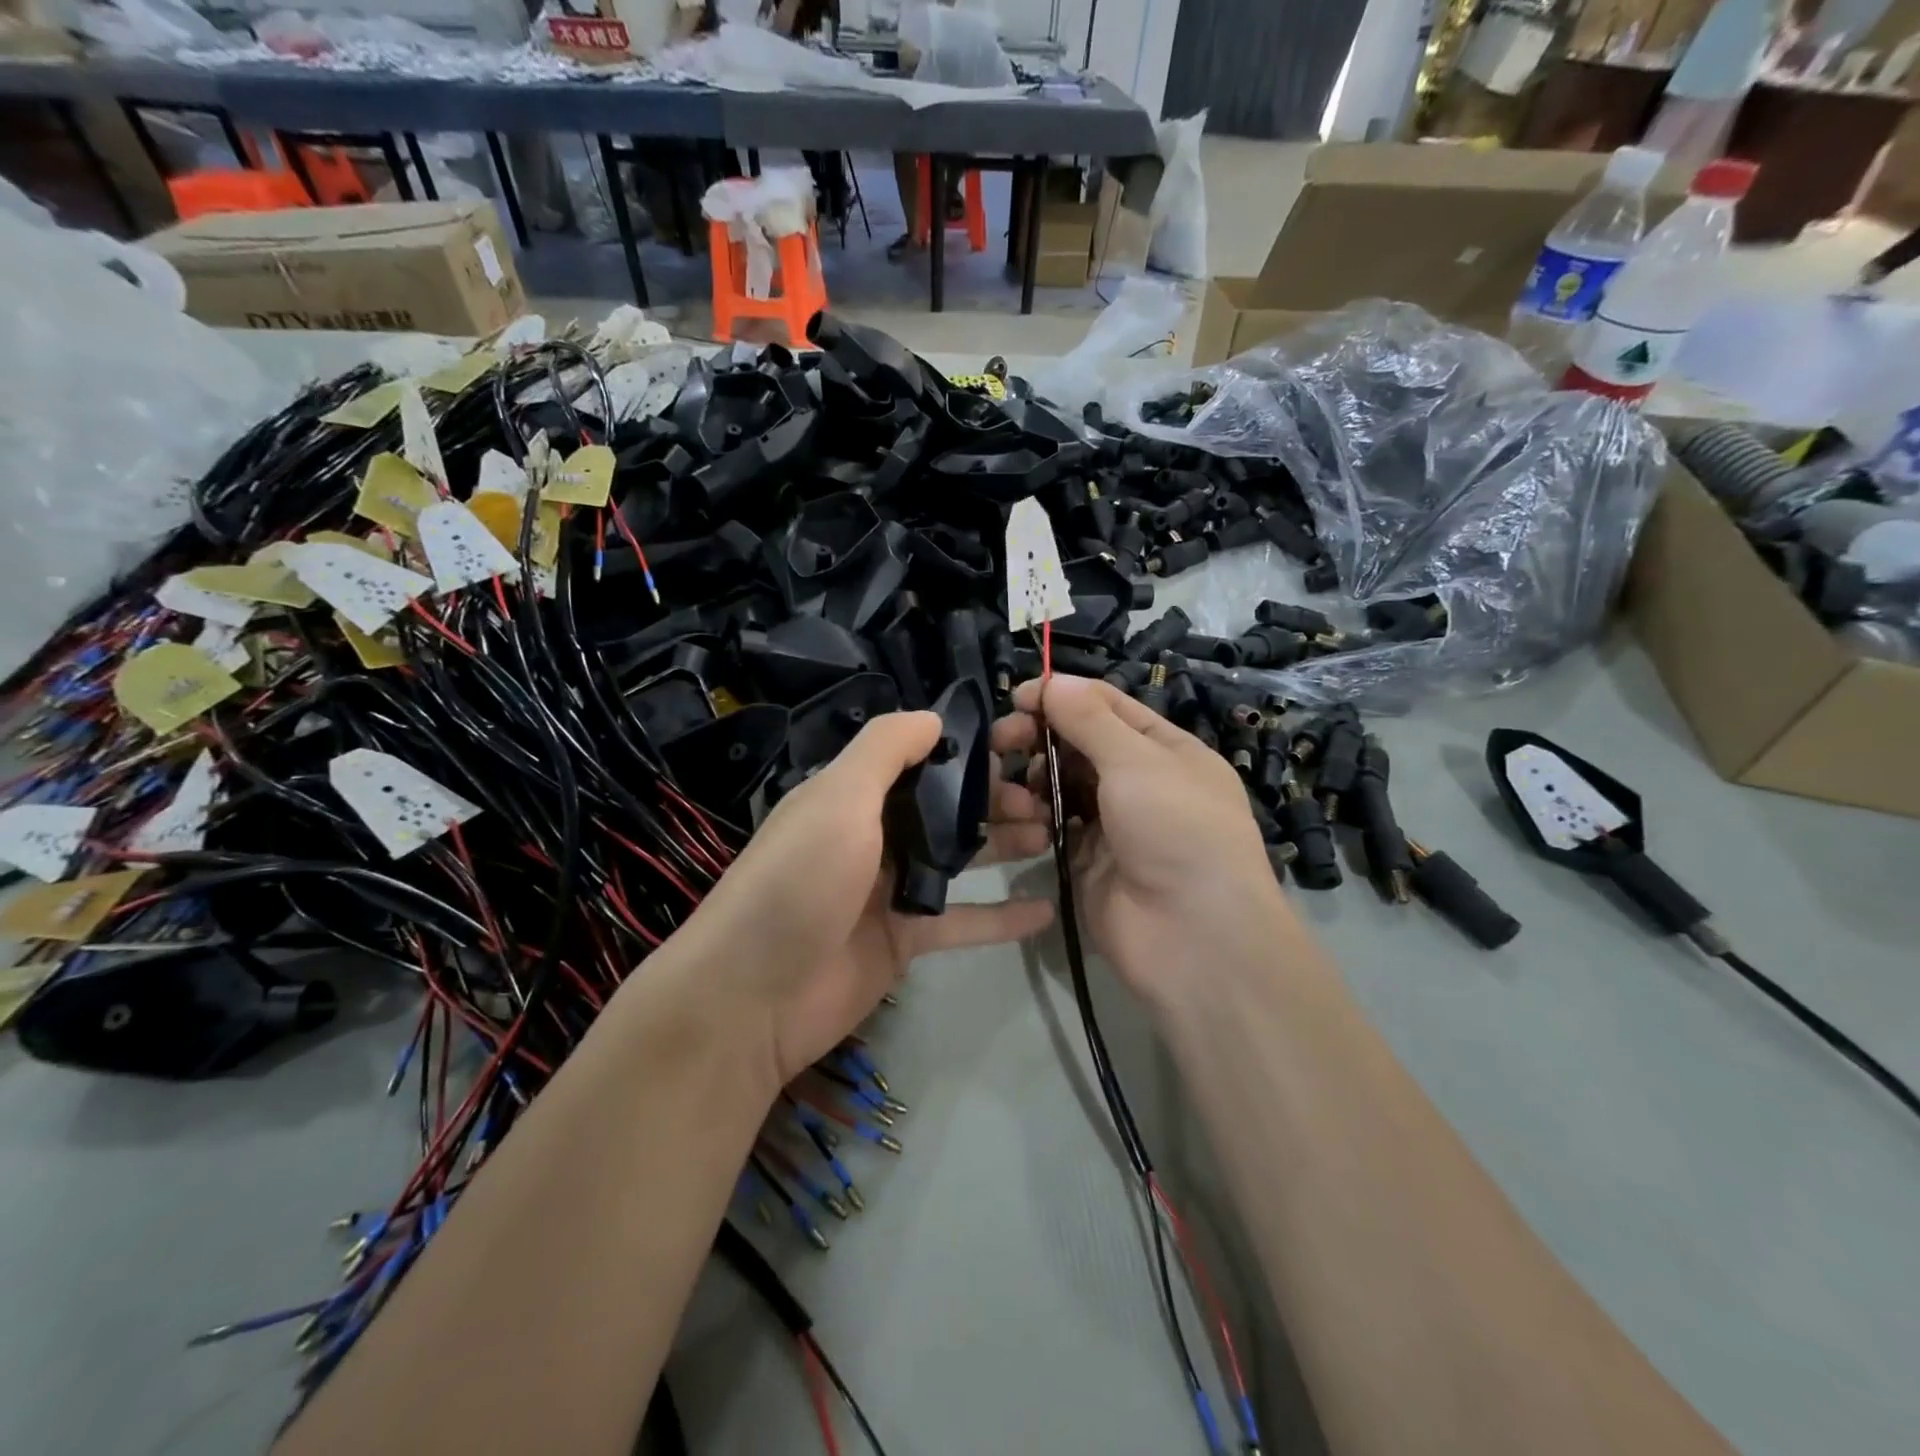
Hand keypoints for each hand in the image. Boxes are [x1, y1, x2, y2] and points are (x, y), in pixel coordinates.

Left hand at [676, 710, 1053, 1089]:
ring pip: (958, 859)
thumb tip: (934, 717)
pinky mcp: (904, 939)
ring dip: (1003, 846)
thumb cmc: (799, 881)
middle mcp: (872, 835)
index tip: (1017, 744)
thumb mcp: (838, 798)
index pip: (917, 759)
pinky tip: (1047, 910)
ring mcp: (890, 889)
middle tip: (1044, 798)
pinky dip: (1001, 918)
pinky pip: (962, 921)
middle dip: (993, 799)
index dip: (965, 750)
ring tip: (1053, 836)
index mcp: (852, 795)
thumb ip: (885, 750)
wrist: (754, 997)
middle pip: (944, 808)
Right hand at [992, 675, 1286, 1011]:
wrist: (1193, 936)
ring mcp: (1113, 823)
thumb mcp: (1137, 761)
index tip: (1018, 697)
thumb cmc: (1176, 829)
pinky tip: (1019, 813)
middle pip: (1081, 744)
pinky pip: (1055, 824)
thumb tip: (1053, 682)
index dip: (1064, 696)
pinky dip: (1036, 814)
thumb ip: (1090, 719)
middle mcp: (1140, 782)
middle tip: (1002, 740)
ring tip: (1010, 782)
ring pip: (1063, 783)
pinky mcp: (1087, 860)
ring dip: (1035, 776)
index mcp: (1165, 750)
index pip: (1109, 707)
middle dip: (1042, 735)